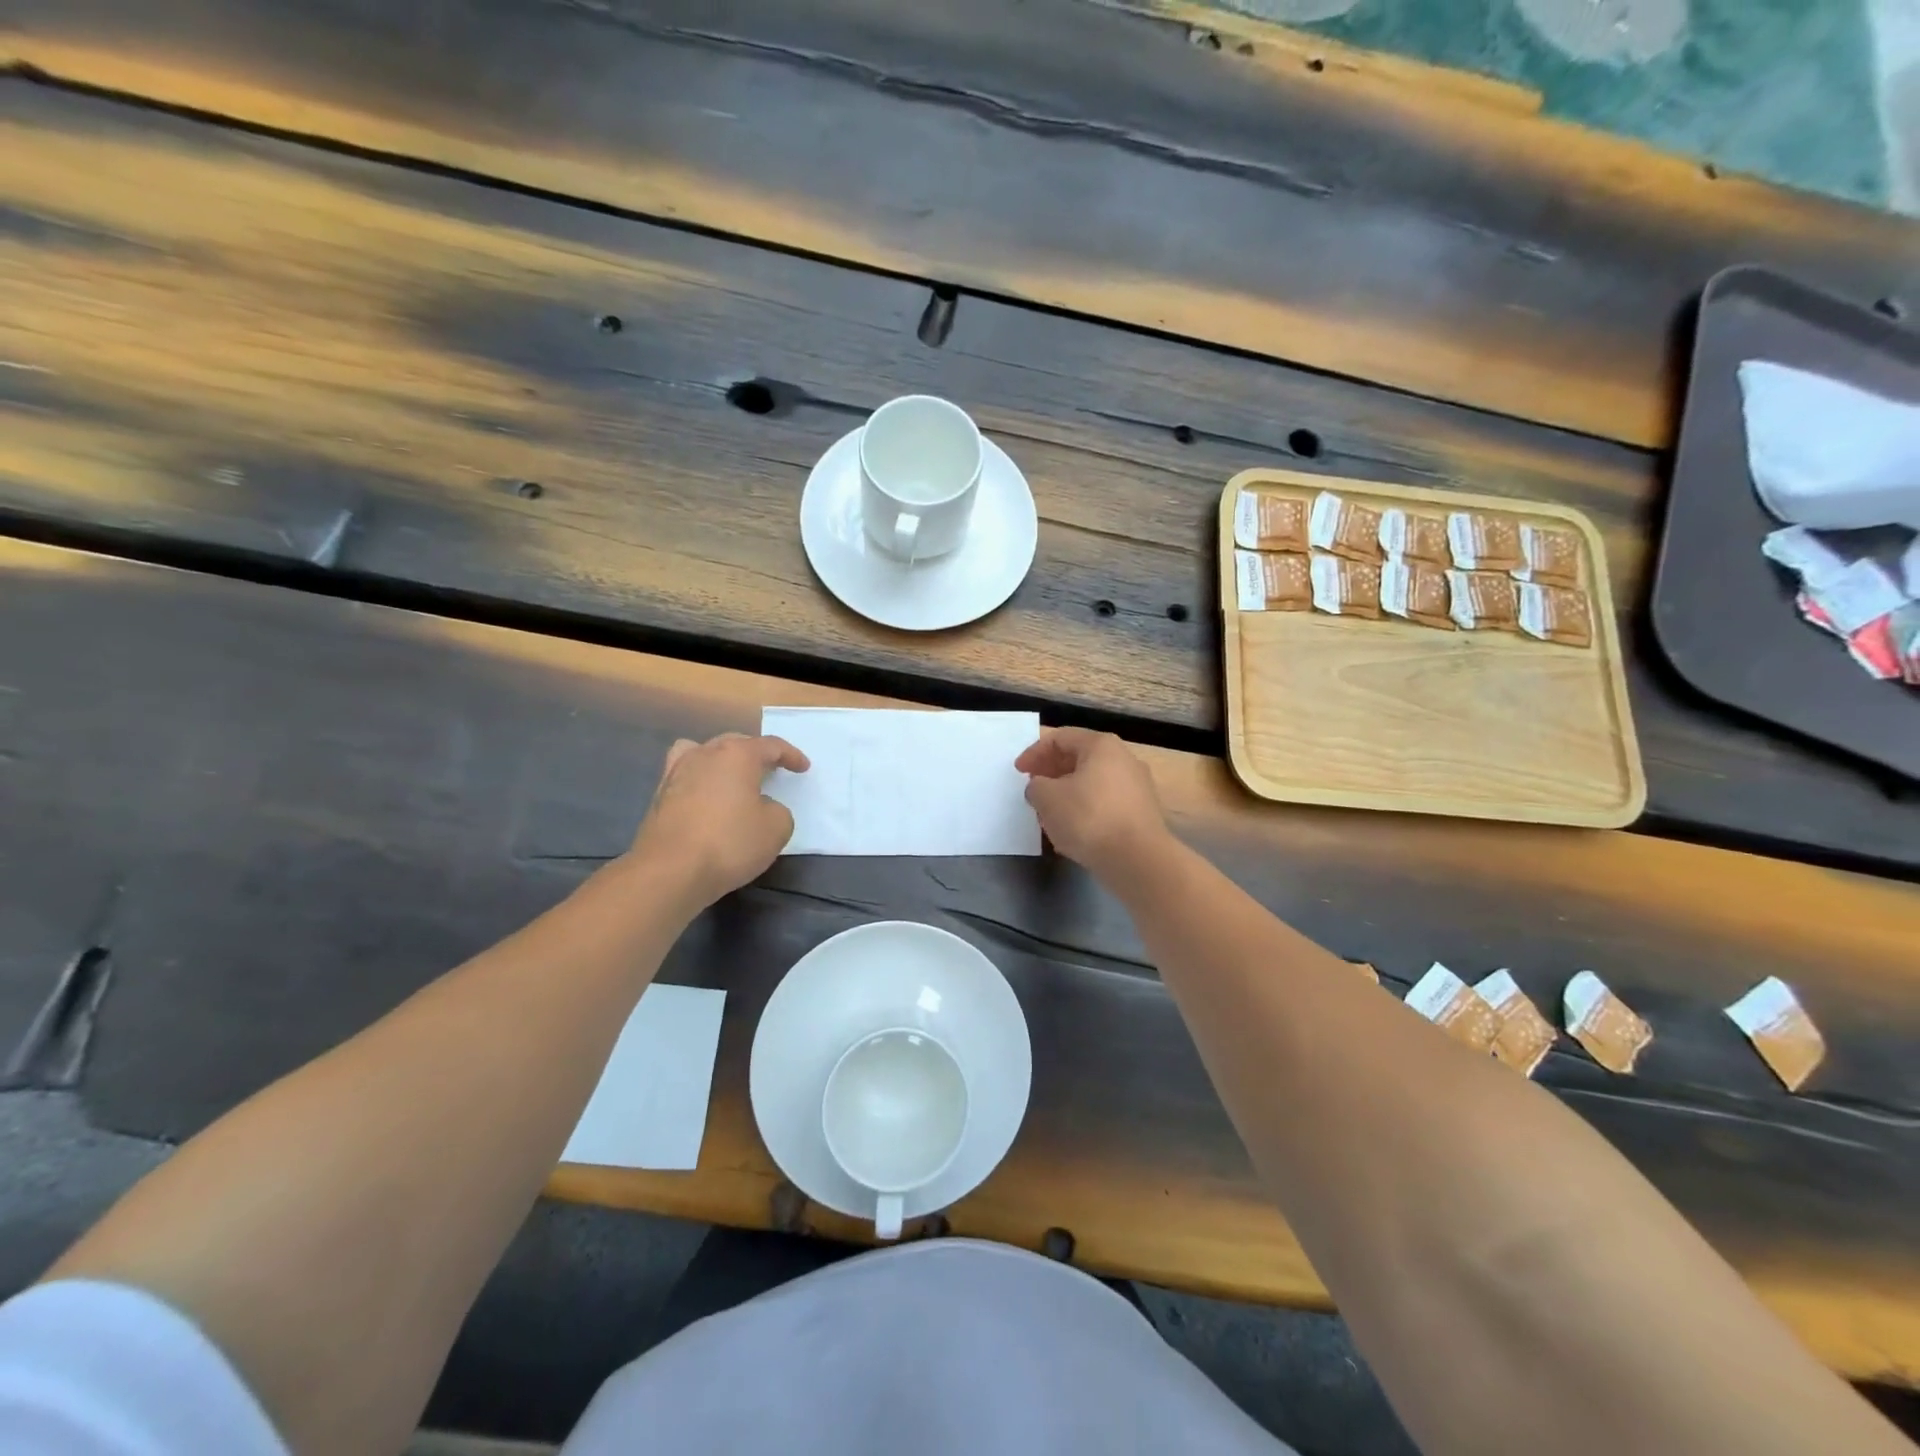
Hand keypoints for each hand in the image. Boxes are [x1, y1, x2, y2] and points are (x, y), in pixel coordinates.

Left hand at [629, 733, 809, 905]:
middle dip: (755, 754)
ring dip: (722, 761)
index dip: (791, 755)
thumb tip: (762, 807)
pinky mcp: (659, 796)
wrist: (670, 870)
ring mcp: (677, 773)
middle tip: (770, 770)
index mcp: (737, 755)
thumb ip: (778, 810)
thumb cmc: (730, 843)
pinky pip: (686, 775)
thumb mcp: (777, 828)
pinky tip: (707, 798)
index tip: (803, 767)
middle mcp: (705, 754)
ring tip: (732, 777)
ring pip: (703, 753)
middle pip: (735, 743)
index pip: (771, 746)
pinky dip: (701, 780)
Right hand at [1015, 727, 1169, 879]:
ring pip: (1092, 783)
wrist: (1138, 860)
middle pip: (1079, 758)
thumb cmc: (1088, 818)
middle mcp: (1124, 759)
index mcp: (1101, 746)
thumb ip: (1036, 786)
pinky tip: (1072, 831)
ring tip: (1049, 813)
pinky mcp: (1141, 814)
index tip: (1018, 772)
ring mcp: (1137, 787)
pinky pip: (1105, 804)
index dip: (1034, 753)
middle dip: (1051, 773)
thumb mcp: (1047, 798)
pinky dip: (1085, 810)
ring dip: (1067, 794)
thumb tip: (1042, 788)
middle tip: (1033, 789)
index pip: (1060, 738)